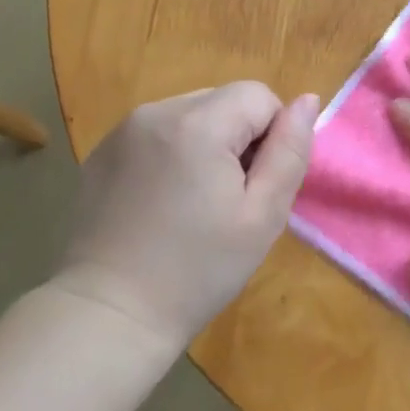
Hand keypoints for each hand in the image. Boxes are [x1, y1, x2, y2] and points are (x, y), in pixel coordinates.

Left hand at [56, 83, 318, 353]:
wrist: (110, 315)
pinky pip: (156, 134)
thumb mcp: (263, 216)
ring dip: (205, 145)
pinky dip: (171, 155)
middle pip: (223, 101)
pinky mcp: (101, 153)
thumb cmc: (198, 270)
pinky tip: (161, 204)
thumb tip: (307, 99)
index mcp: (198, 124)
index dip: (272, 137)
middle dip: (238, 139)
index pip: (259, 96)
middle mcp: (155, 112)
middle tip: (228, 200)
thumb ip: (290, 151)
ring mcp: (122, 131)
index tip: (256, 187)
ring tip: (193, 203)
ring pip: (190, 115)